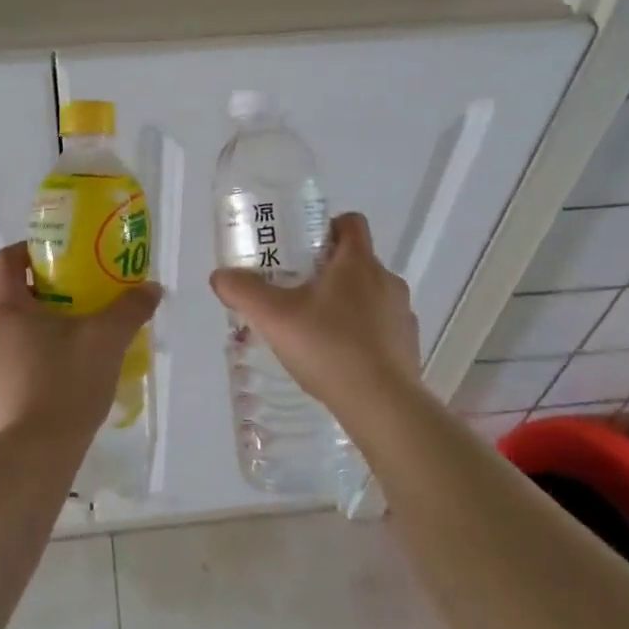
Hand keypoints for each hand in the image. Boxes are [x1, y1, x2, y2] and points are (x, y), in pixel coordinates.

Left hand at [0, 242, 162, 444]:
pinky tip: (29, 389)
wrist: (33, 455)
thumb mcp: (107, 341)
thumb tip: (152, 289)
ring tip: (44, 348)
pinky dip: (1, 369)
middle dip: (16, 288)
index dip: (25, 251)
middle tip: (51, 299)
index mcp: (6, 308)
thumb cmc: (67, 385)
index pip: (5, 260)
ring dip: (8, 330)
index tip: (50, 260)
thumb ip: (130, 309)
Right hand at [209, 213, 420, 420]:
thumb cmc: (329, 347)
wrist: (382, 406)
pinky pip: (382, 328)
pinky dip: (362, 334)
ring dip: (346, 304)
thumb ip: (243, 291)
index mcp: (358, 262)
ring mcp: (402, 314)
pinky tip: (338, 358)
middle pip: (357, 261)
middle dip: (328, 271)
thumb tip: (220, 276)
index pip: (351, 223)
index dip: (327, 227)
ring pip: (370, 295)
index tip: (302, 248)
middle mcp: (386, 280)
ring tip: (315, 329)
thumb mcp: (273, 317)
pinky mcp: (408, 345)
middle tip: (295, 291)